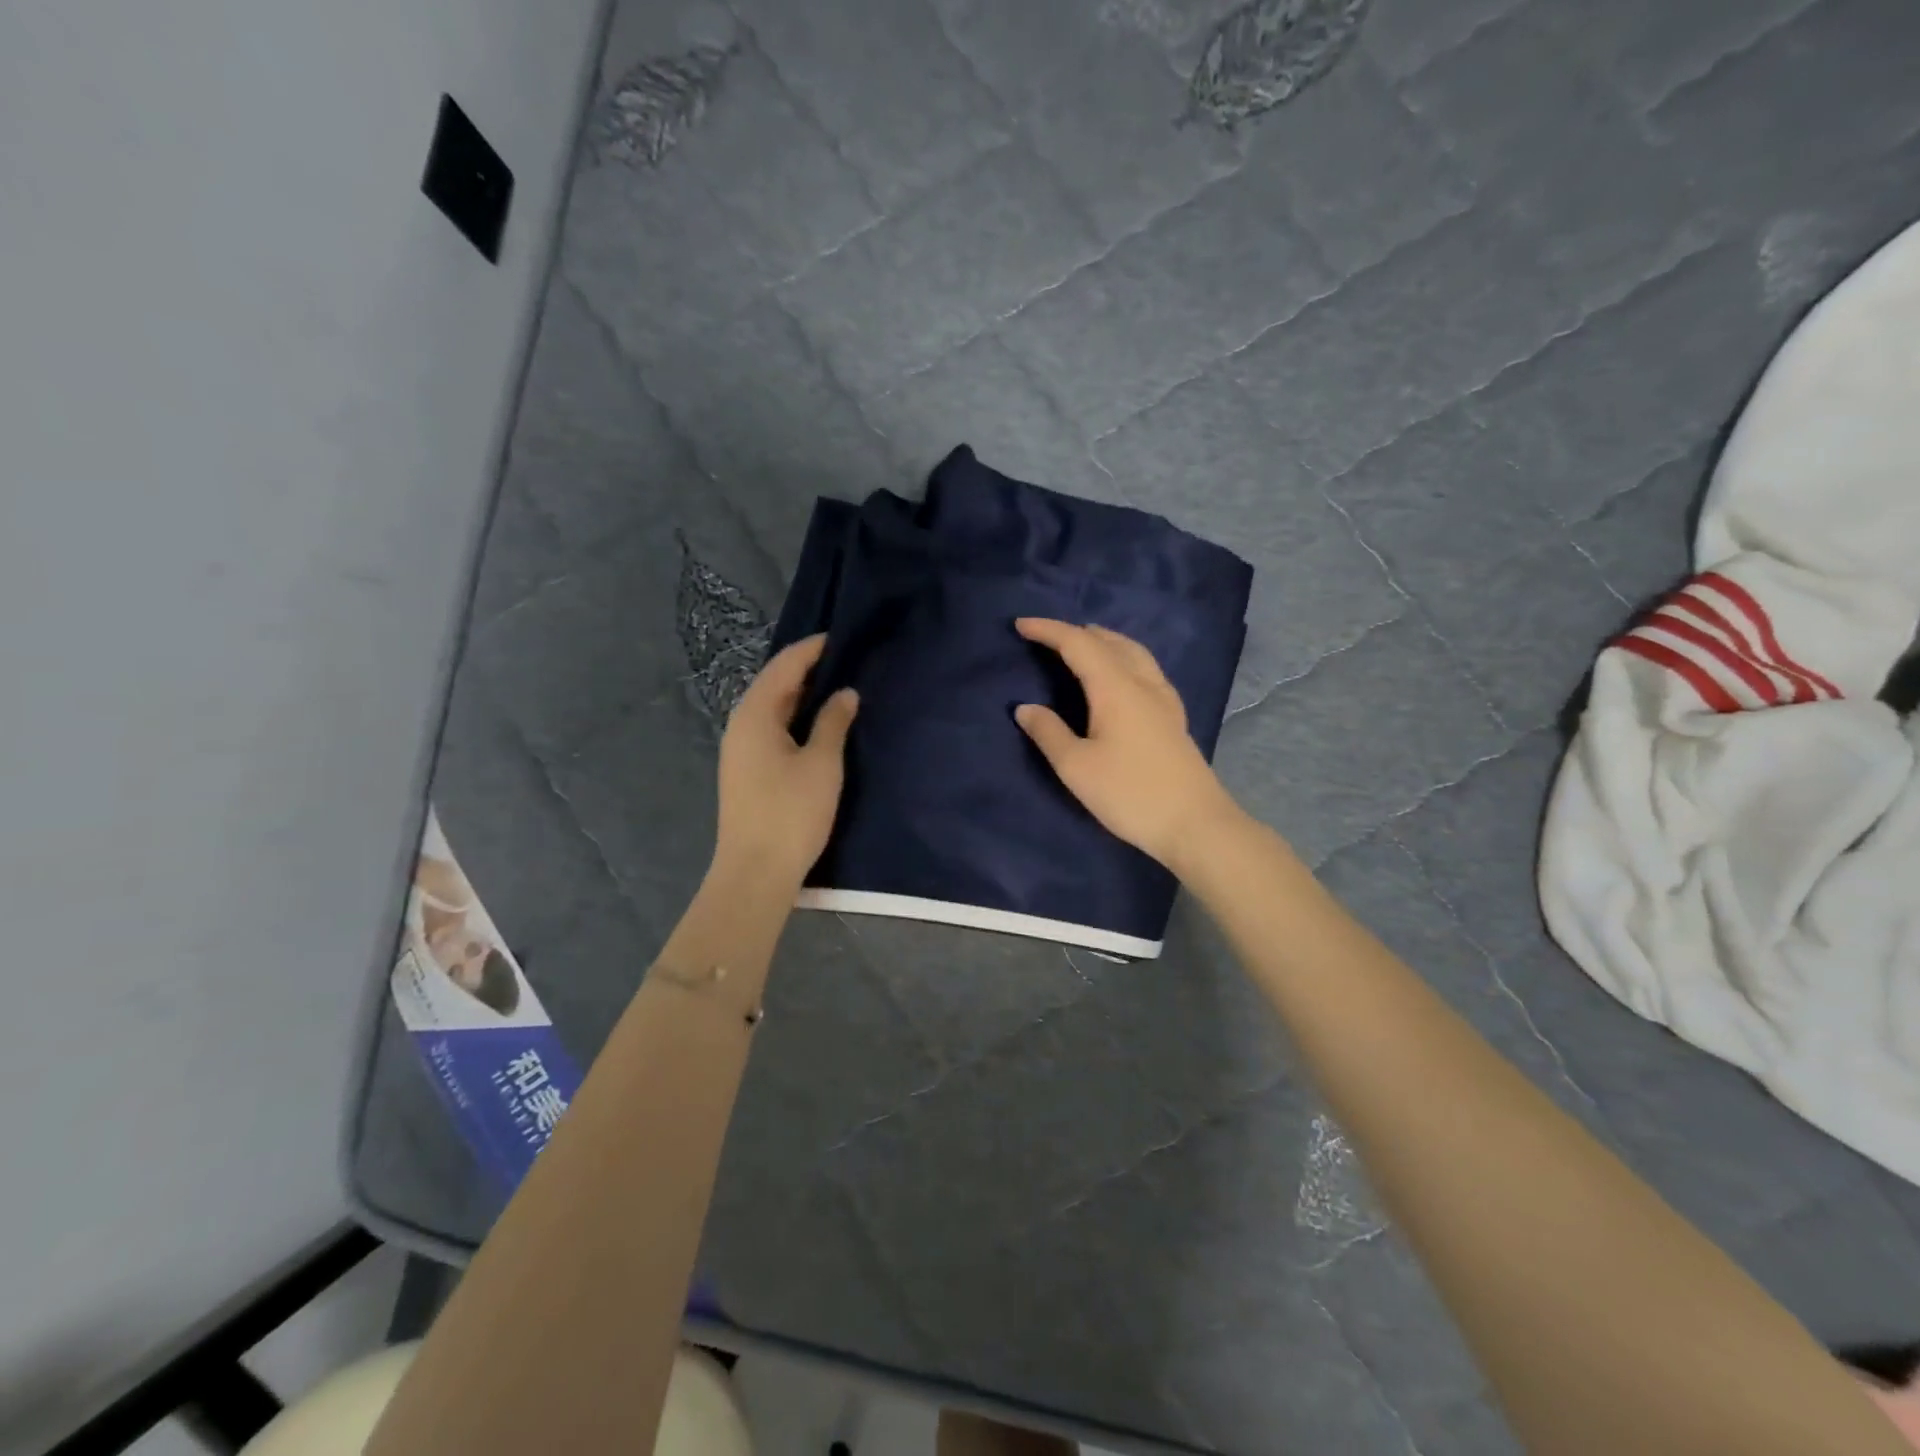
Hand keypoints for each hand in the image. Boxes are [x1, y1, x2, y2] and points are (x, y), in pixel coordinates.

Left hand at [714, 635, 857, 888]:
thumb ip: (834, 722)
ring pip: (771, 708)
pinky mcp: (745, 771)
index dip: (811, 649)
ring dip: (800, 695)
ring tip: (835, 687)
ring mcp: (739, 750)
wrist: (755, 872)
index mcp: (755, 715)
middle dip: (806, 669)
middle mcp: (740, 725)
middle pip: (773, 684)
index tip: (839, 636)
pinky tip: (815, 725)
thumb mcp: (822, 763)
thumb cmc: (791, 812)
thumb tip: (845, 693)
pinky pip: (770, 729)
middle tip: (843, 659)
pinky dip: (793, 718)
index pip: (784, 666)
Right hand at [1014, 619, 1242, 874]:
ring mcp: (1164, 698)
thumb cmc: (1130, 794)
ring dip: (1104, 641)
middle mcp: (1142, 683)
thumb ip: (1048, 733)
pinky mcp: (1173, 716)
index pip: (1078, 644)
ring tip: (1083, 643)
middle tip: (1046, 636)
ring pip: (1133, 651)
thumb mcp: (1076, 767)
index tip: (1020, 625)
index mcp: (1116, 688)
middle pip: (1108, 641)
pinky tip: (1121, 675)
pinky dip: (1124, 657)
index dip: (1048, 630)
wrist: (1194, 824)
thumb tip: (1025, 708)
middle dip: (1075, 632)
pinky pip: (1145, 668)